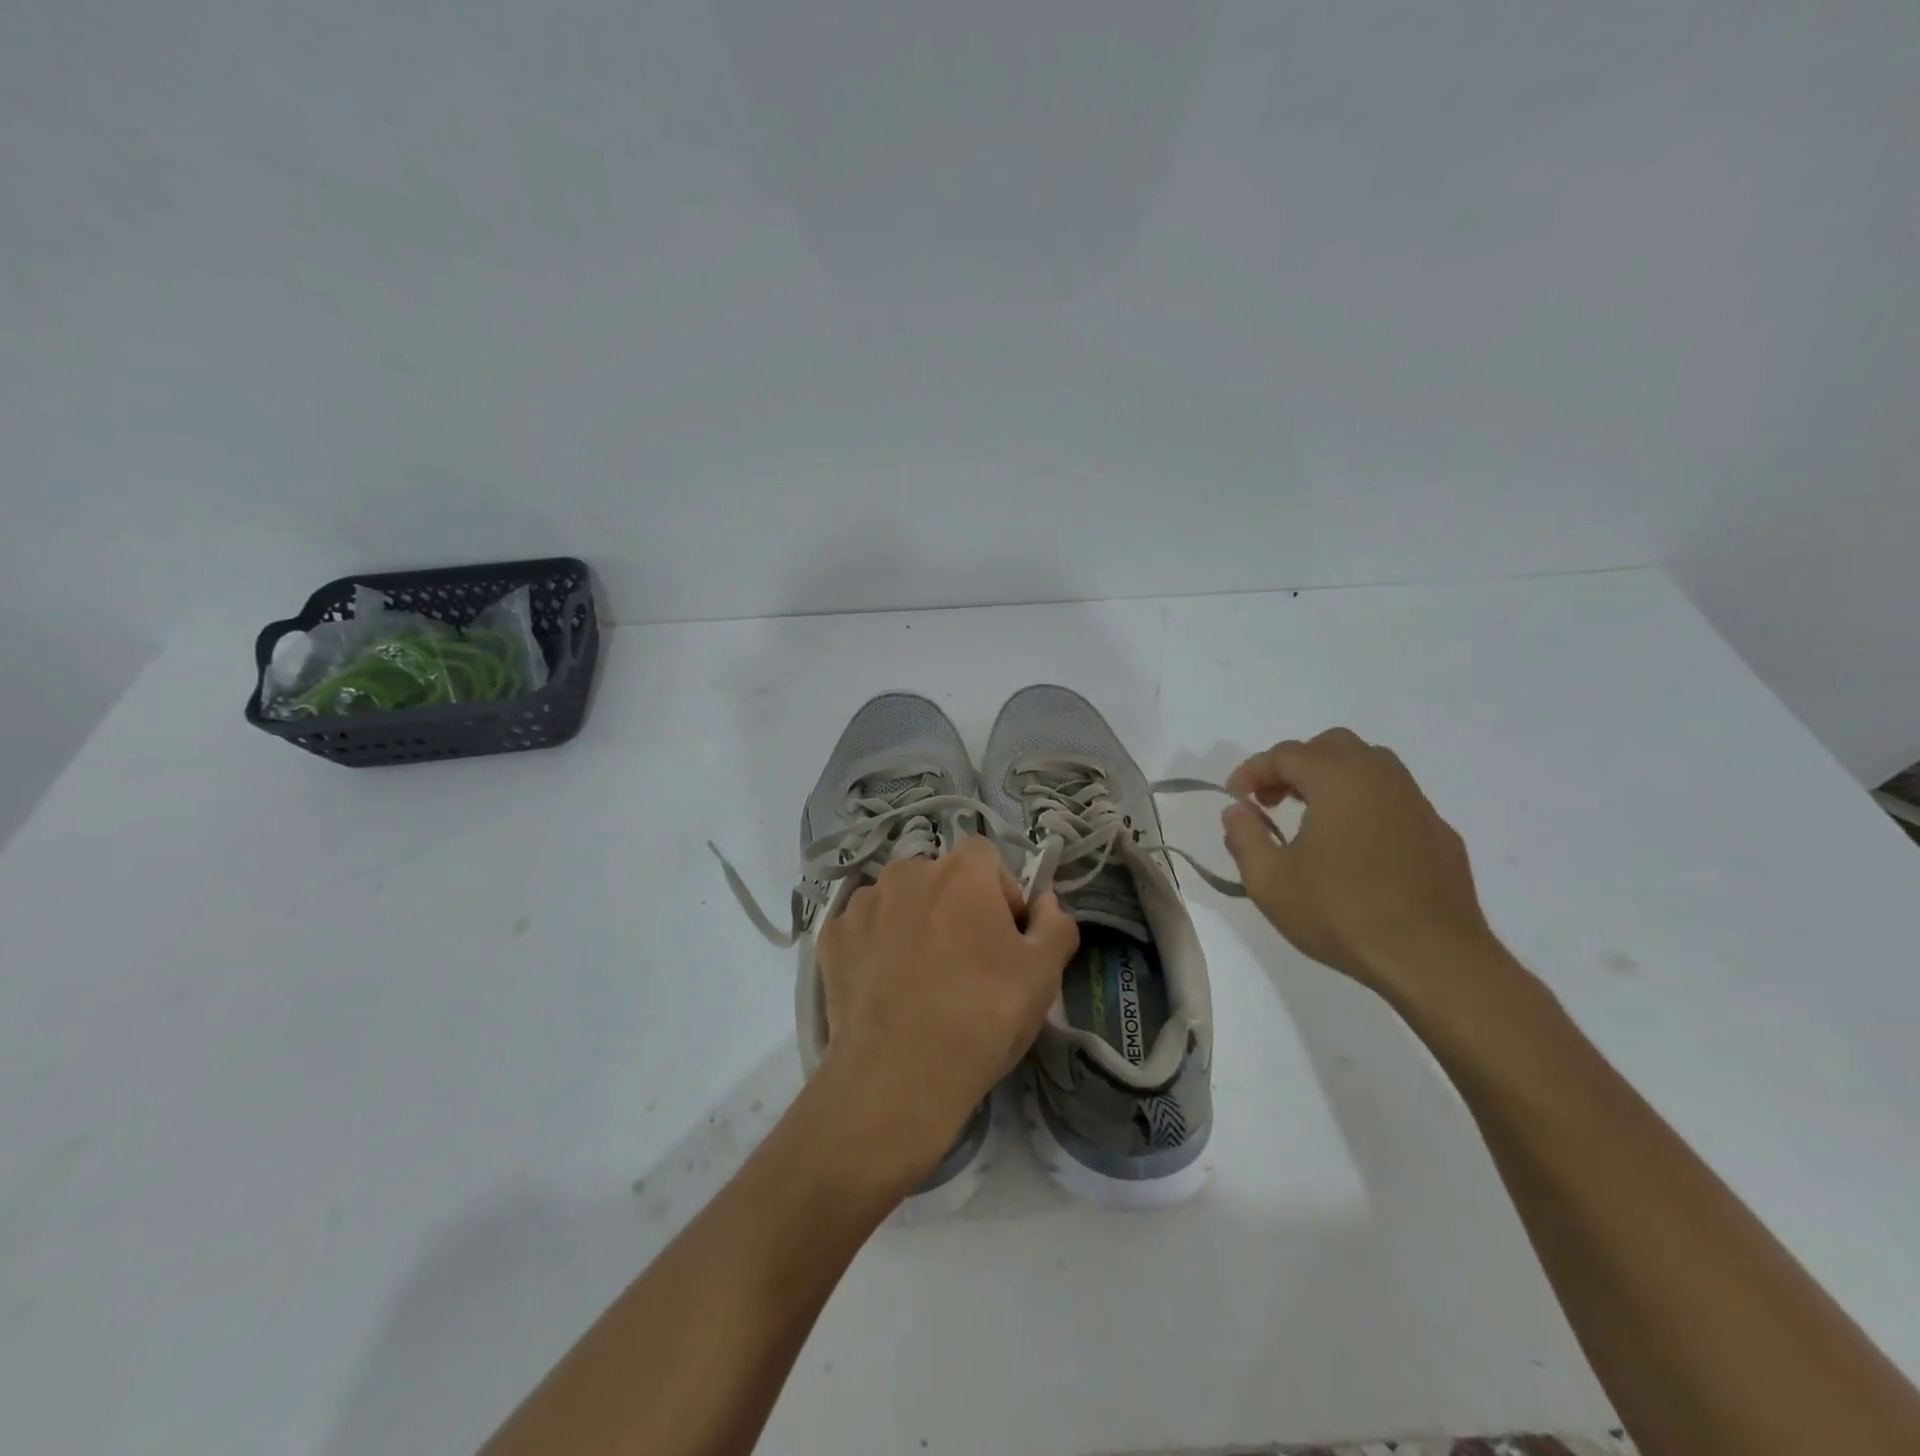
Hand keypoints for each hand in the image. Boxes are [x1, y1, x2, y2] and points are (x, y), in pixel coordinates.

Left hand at [814, 835, 1079, 1185]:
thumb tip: (1046, 902)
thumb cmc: (982, 1015)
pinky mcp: (831, 938)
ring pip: (899, 901)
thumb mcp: (1043, 974)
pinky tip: (885, 988)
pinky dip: (875, 948)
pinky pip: (863, 929)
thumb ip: (1056, 924)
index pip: (987, 859)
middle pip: (941, 879)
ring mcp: (862, 903)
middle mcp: (907, 871)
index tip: (1006, 939)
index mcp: (961, 870)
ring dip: (913, 923)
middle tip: (967, 963)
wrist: (897, 1076)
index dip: (1001, 894)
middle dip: (956, 907)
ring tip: (921, 979)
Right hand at [1220, 728, 1499, 994]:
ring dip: (1333, 779)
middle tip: (1272, 801)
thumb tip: (1238, 812)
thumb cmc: (1342, 914)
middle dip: (1295, 765)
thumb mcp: (1269, 882)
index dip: (1252, 771)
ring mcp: (1417, 803)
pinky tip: (1356, 847)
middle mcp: (1380, 778)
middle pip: (1332, 746)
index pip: (1285, 754)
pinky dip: (1366, 805)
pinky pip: (1395, 799)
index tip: (1235, 799)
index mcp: (1338, 780)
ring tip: (1312, 818)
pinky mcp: (1439, 833)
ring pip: (1370, 765)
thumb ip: (1244, 837)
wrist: (1434, 959)